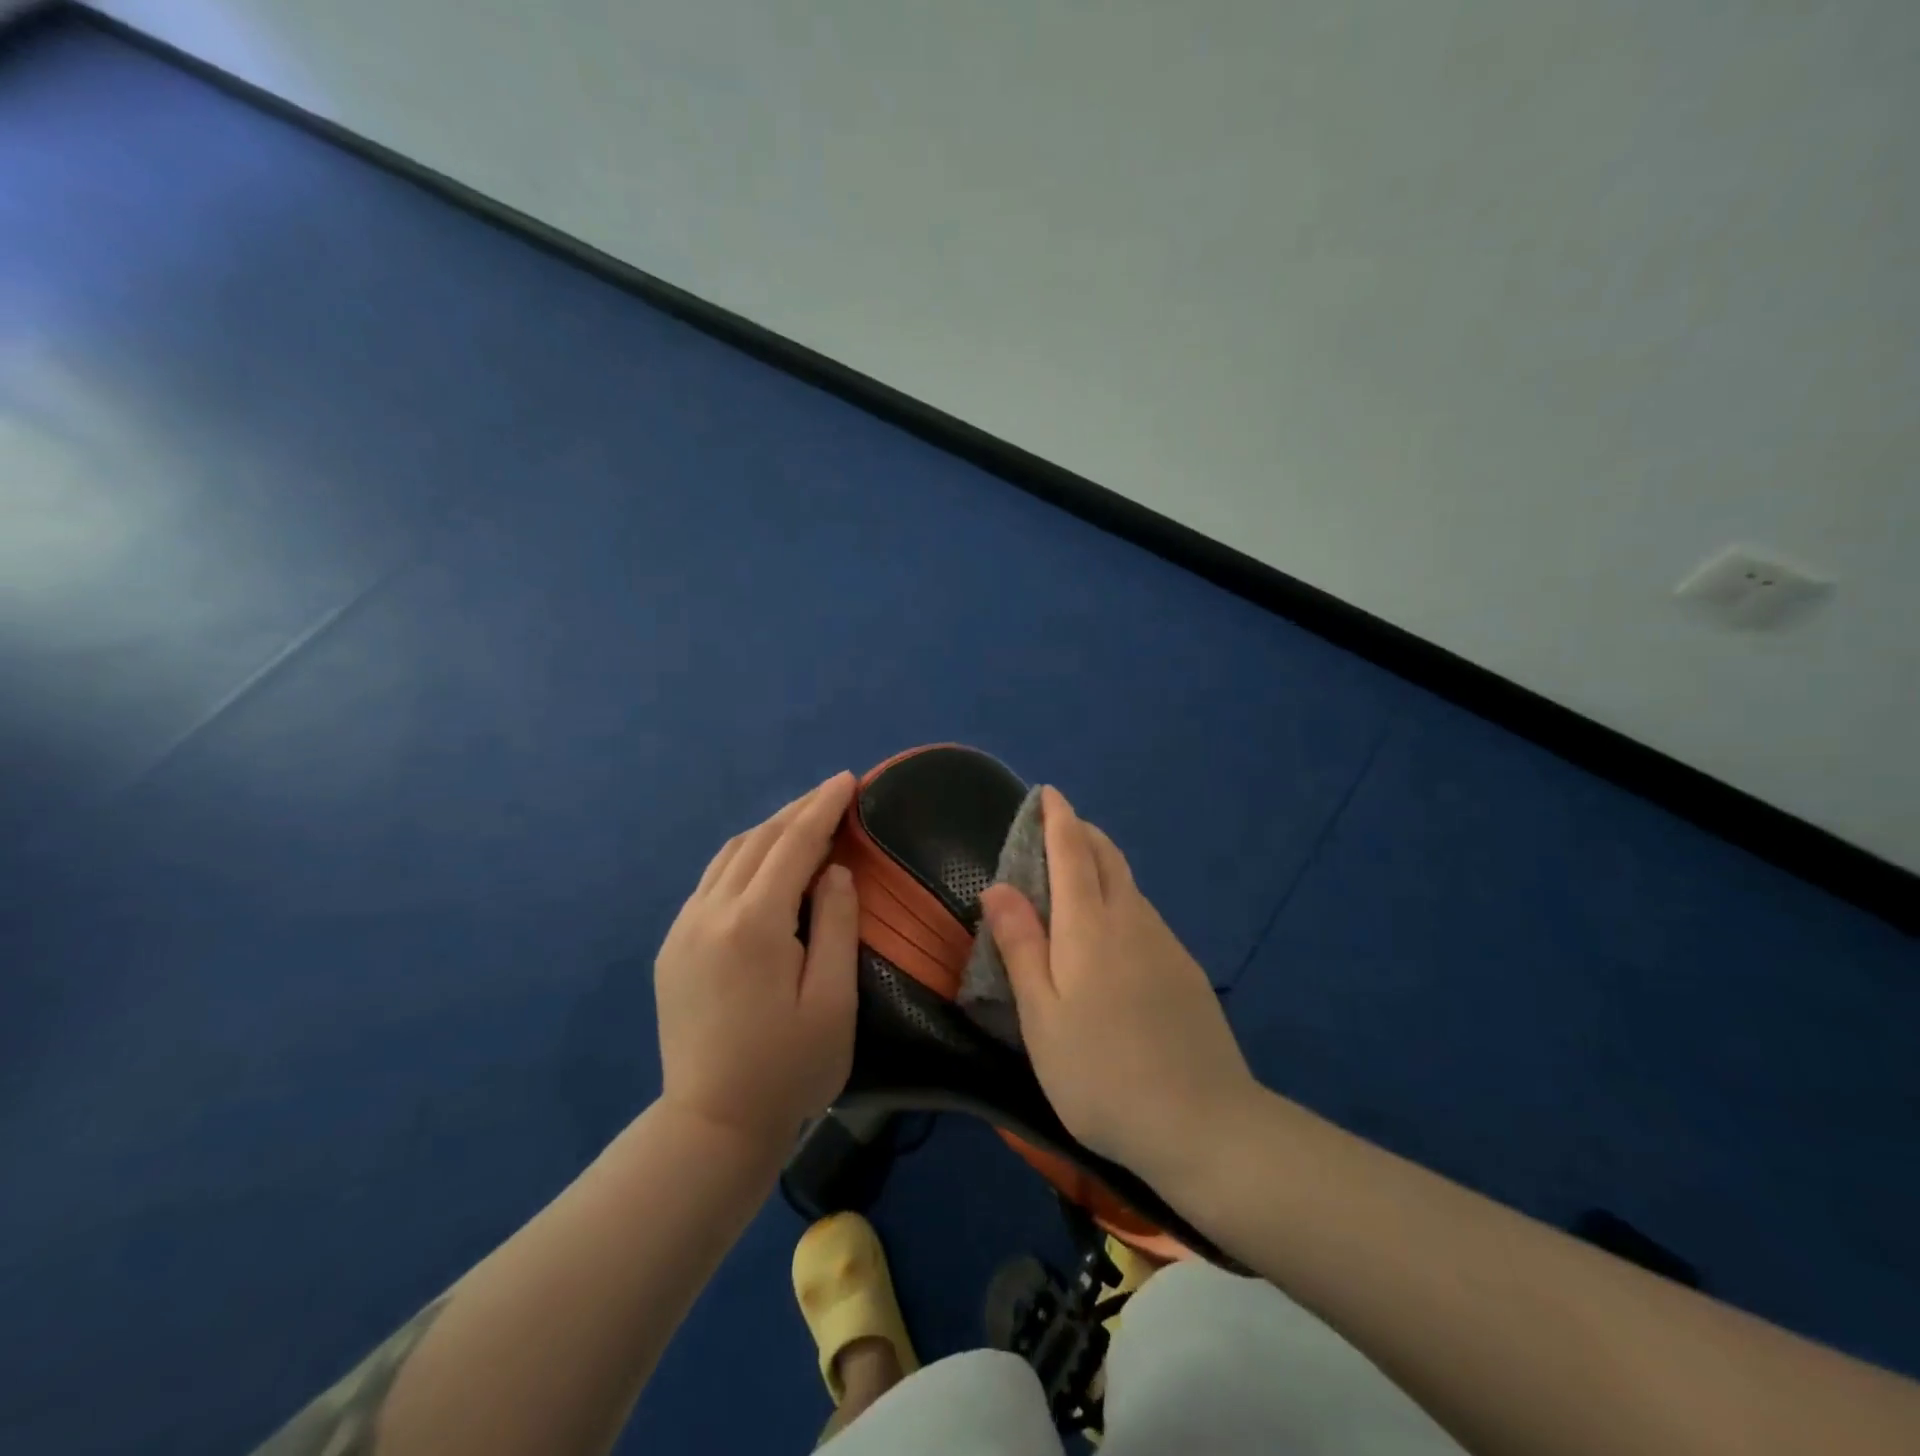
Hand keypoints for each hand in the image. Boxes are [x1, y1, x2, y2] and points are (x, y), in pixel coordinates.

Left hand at [654, 771, 859, 1150]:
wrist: (711, 1127)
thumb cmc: (788, 1069)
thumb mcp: (832, 1001)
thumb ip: (837, 926)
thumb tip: (834, 871)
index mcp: (754, 924)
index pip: (793, 845)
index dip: (823, 808)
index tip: (848, 780)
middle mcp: (711, 913)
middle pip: (759, 841)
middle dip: (798, 811)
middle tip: (833, 793)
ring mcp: (684, 928)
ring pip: (729, 856)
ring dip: (768, 831)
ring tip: (803, 820)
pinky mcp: (672, 947)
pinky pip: (711, 882)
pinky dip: (743, 858)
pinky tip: (763, 865)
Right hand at [979, 786, 1258, 1187]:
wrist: (1205, 1124)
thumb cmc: (1102, 1074)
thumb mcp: (1041, 1018)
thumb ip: (1020, 947)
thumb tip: (998, 886)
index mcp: (1089, 927)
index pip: (1072, 851)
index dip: (1058, 818)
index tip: (1048, 792)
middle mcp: (1131, 920)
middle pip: (1108, 857)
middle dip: (1083, 832)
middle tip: (1059, 827)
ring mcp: (1165, 944)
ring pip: (1129, 885)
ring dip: (1103, 864)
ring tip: (1077, 874)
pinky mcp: (1186, 970)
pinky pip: (1145, 915)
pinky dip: (1121, 898)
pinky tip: (1112, 932)